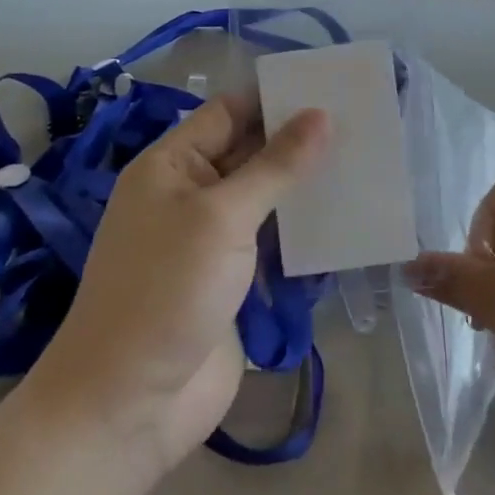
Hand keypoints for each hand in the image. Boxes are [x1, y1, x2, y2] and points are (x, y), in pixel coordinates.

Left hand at [25, 94, 327, 472]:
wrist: (129, 406)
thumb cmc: (166, 292)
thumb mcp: (222, 217)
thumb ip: (275, 165)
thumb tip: (320, 114)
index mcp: (171, 166)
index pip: (229, 112)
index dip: (275, 98)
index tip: (332, 88)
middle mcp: (191, 194)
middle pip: (250, 152)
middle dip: (300, 140)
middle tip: (363, 123)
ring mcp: (212, 240)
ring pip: (267, 198)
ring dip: (307, 186)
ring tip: (366, 163)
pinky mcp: (233, 279)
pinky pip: (273, 241)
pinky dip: (304, 230)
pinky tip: (348, 219)